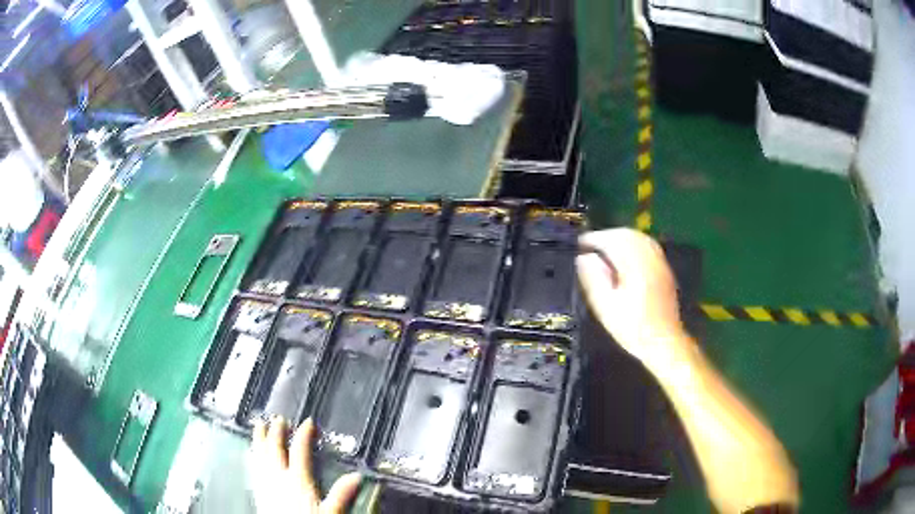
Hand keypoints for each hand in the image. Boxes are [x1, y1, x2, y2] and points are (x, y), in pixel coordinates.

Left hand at [250, 417, 361, 513]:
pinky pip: (252, 466)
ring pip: (259, 454)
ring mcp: (265, 482)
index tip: (308, 422)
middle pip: (274, 448)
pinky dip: (252, 454)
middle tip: (279, 419)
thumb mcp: (331, 512)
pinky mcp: (258, 490)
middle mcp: (278, 477)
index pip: (299, 451)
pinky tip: (250, 451)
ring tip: (259, 425)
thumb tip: (357, 476)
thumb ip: (341, 494)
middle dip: (276, 431)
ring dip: (259, 438)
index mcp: (297, 479)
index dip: (304, 434)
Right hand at [576, 229, 688, 371]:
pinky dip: (634, 243)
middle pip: (627, 234)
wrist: (663, 342)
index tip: (580, 243)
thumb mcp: (605, 307)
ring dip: (621, 237)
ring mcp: (659, 263)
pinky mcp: (665, 270)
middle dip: (607, 235)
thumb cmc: (632, 328)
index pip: (612, 241)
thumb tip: (584, 257)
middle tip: (591, 244)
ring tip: (606, 247)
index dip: (594, 239)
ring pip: (639, 237)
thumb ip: (594, 279)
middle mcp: (649, 258)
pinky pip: (649, 245)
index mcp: (634, 266)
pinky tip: (626, 254)